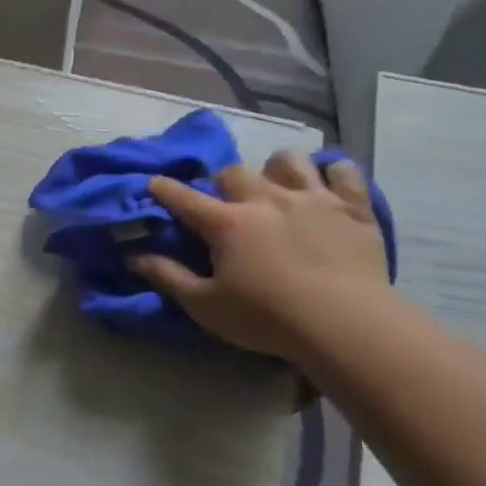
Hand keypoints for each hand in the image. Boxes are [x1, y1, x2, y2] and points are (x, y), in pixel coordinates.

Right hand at [129, 153, 389, 362]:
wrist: (345, 325)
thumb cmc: (266, 318)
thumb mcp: (205, 305)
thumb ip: (167, 276)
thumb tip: (133, 255)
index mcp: (227, 223)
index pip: (184, 197)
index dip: (164, 189)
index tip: (154, 184)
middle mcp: (265, 199)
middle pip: (234, 172)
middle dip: (223, 183)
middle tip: (227, 204)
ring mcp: (312, 198)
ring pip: (287, 160)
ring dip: (276, 169)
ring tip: (277, 188)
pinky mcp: (352, 207)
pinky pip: (343, 171)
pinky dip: (332, 174)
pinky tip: (327, 187)